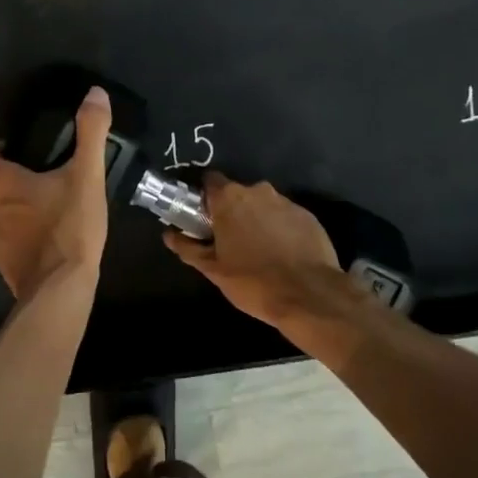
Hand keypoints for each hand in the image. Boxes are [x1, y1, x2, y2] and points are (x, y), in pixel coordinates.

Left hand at [0, 86, 111, 298]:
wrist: (61, 289)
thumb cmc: (69, 227)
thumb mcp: (88, 176)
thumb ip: (91, 133)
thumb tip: (95, 93)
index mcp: (3, 185)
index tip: (8, 149)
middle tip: (22, 184)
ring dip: (5, 217)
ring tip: (36, 215)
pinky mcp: (6, 268)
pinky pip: (6, 249)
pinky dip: (17, 244)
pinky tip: (42, 245)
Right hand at [165, 173, 343, 327]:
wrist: (309, 296)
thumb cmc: (253, 281)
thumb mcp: (213, 269)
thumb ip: (188, 247)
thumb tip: (168, 234)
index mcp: (229, 198)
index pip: (210, 181)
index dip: (204, 197)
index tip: (203, 218)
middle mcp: (258, 191)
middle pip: (237, 193)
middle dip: (231, 211)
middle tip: (229, 240)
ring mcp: (286, 202)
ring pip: (263, 205)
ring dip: (257, 220)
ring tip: (258, 250)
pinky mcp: (308, 216)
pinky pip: (285, 217)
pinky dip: (280, 229)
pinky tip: (282, 254)